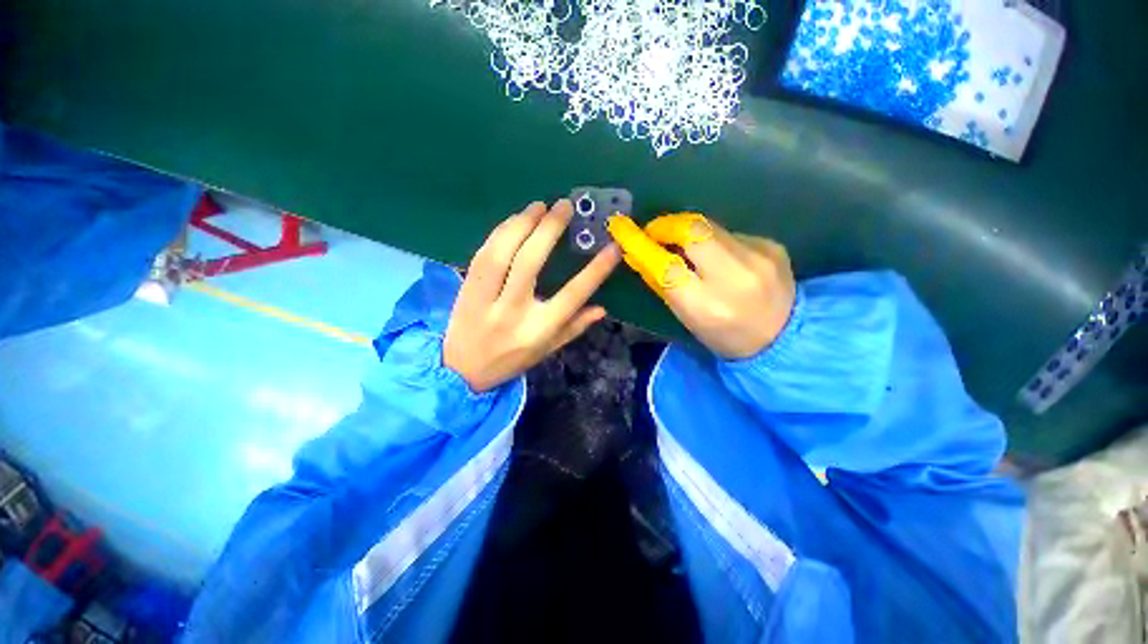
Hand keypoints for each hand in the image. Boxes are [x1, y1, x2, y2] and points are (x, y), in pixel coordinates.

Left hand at [444, 200, 620, 392]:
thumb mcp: (547, 350)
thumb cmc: (511, 360)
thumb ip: (574, 328)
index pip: (572, 295)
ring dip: (521, 224)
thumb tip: (602, 308)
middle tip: (564, 206)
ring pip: (501, 252)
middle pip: (530, 263)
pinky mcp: (466, 288)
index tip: (612, 247)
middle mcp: (511, 312)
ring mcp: (484, 298)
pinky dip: (500, 232)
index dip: (595, 271)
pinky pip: (482, 254)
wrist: (460, 371)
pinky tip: (514, 220)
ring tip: (539, 206)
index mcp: (537, 330)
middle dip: (549, 229)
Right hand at [607, 213, 794, 358]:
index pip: (665, 266)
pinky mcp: (772, 245)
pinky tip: (718, 257)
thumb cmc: (723, 335)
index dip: (639, 243)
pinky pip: (729, 233)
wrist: (784, 338)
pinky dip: (714, 241)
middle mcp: (734, 277)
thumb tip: (635, 253)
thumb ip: (660, 284)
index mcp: (707, 305)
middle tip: (654, 232)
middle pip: (692, 230)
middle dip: (666, 225)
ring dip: (688, 232)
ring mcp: (759, 257)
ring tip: (683, 245)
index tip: (620, 227)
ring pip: (710, 226)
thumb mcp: (686, 317)